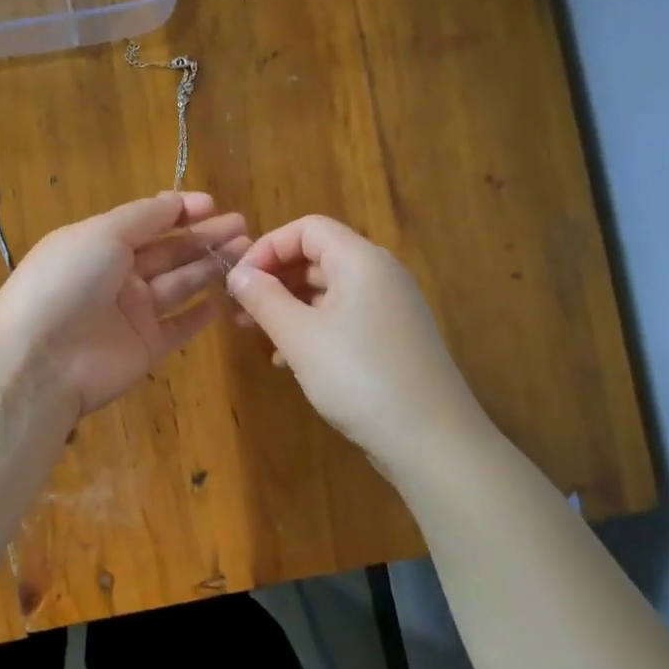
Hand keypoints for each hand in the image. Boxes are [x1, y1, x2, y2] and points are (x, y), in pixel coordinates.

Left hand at [0, 192, 248, 422]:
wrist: (41, 360)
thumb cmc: (68, 283)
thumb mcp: (101, 233)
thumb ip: (143, 217)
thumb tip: (175, 201)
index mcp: (99, 244)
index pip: (146, 222)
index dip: (179, 211)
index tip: (213, 204)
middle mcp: (116, 276)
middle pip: (168, 252)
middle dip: (204, 238)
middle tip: (243, 226)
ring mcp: (131, 314)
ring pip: (179, 285)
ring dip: (209, 268)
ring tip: (246, 252)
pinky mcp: (145, 348)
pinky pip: (178, 327)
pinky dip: (199, 314)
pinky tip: (223, 300)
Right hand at [226, 215, 493, 468]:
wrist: (431, 439)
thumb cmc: (359, 378)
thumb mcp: (300, 337)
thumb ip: (263, 299)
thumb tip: (237, 274)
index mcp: (361, 261)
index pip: (307, 228)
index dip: (267, 246)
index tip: (238, 281)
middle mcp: (379, 274)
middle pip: (317, 256)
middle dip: (274, 278)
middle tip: (240, 311)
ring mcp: (389, 308)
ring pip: (327, 290)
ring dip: (288, 306)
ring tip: (257, 335)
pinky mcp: (391, 338)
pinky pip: (342, 317)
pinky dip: (311, 328)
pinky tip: (288, 361)